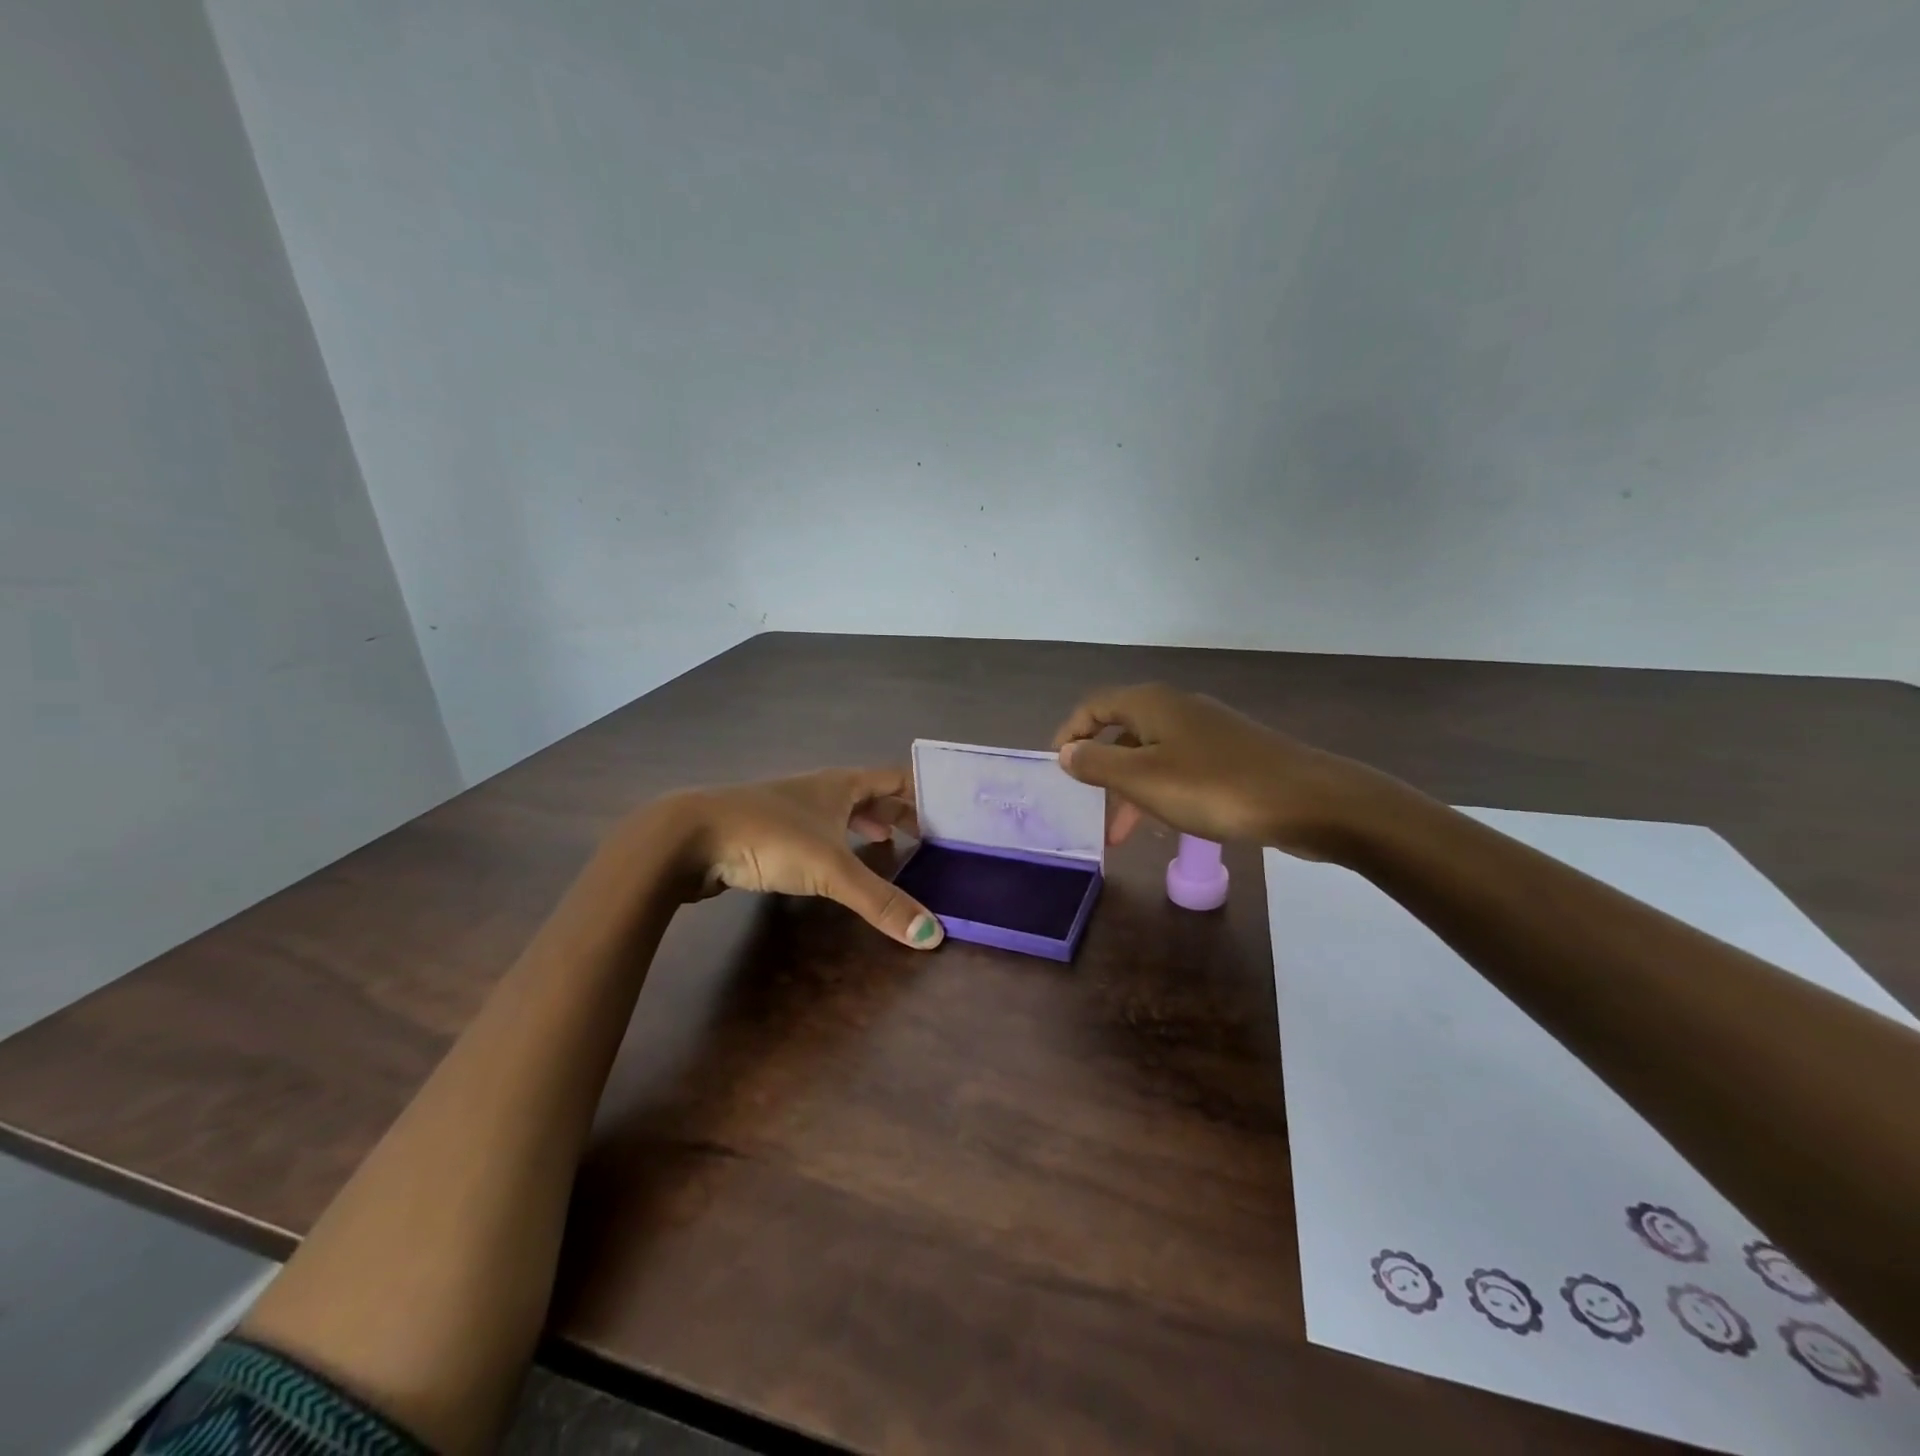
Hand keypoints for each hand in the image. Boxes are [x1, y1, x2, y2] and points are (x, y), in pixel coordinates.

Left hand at [652, 768, 944, 948]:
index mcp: (841, 785)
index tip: (951, 813)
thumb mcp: (830, 869)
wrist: (689, 837)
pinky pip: (818, 832)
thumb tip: (933, 936)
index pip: (895, 779)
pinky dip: (838, 843)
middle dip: (898, 814)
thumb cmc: (769, 837)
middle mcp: (820, 790)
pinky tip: (836, 866)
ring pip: (841, 813)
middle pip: (871, 795)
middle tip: (928, 839)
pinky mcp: (769, 832)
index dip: (924, 793)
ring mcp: (792, 809)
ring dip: (867, 826)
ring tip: (889, 847)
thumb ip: (881, 902)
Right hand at [1051, 683, 1368, 857]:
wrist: (1309, 801)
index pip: (1094, 706)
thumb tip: (1066, 752)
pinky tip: (1166, 822)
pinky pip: (1181, 768)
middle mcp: (1178, 708)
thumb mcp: (1143, 779)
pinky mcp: (1232, 756)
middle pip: (1123, 729)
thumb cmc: (1215, 788)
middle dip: (1100, 766)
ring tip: (1121, 833)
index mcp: (1152, 704)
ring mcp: (1209, 731)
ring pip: (1152, 754)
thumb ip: (1098, 763)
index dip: (1070, 733)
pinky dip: (1162, 791)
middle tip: (1085, 802)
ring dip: (1130, 788)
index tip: (1056, 767)